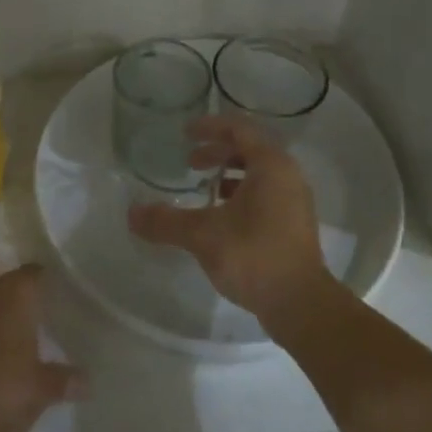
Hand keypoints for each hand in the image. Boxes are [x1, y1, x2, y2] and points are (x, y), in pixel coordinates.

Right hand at [125, 115, 331, 338]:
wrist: (300, 304)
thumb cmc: (254, 255)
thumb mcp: (203, 235)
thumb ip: (166, 221)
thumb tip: (131, 213)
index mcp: (270, 165)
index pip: (239, 129)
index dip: (210, 127)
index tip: (185, 133)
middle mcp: (287, 175)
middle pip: (250, 150)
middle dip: (217, 152)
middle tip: (189, 162)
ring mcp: (295, 201)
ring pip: (258, 174)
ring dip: (229, 175)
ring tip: (204, 190)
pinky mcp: (294, 224)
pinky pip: (265, 194)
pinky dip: (241, 195)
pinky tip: (221, 217)